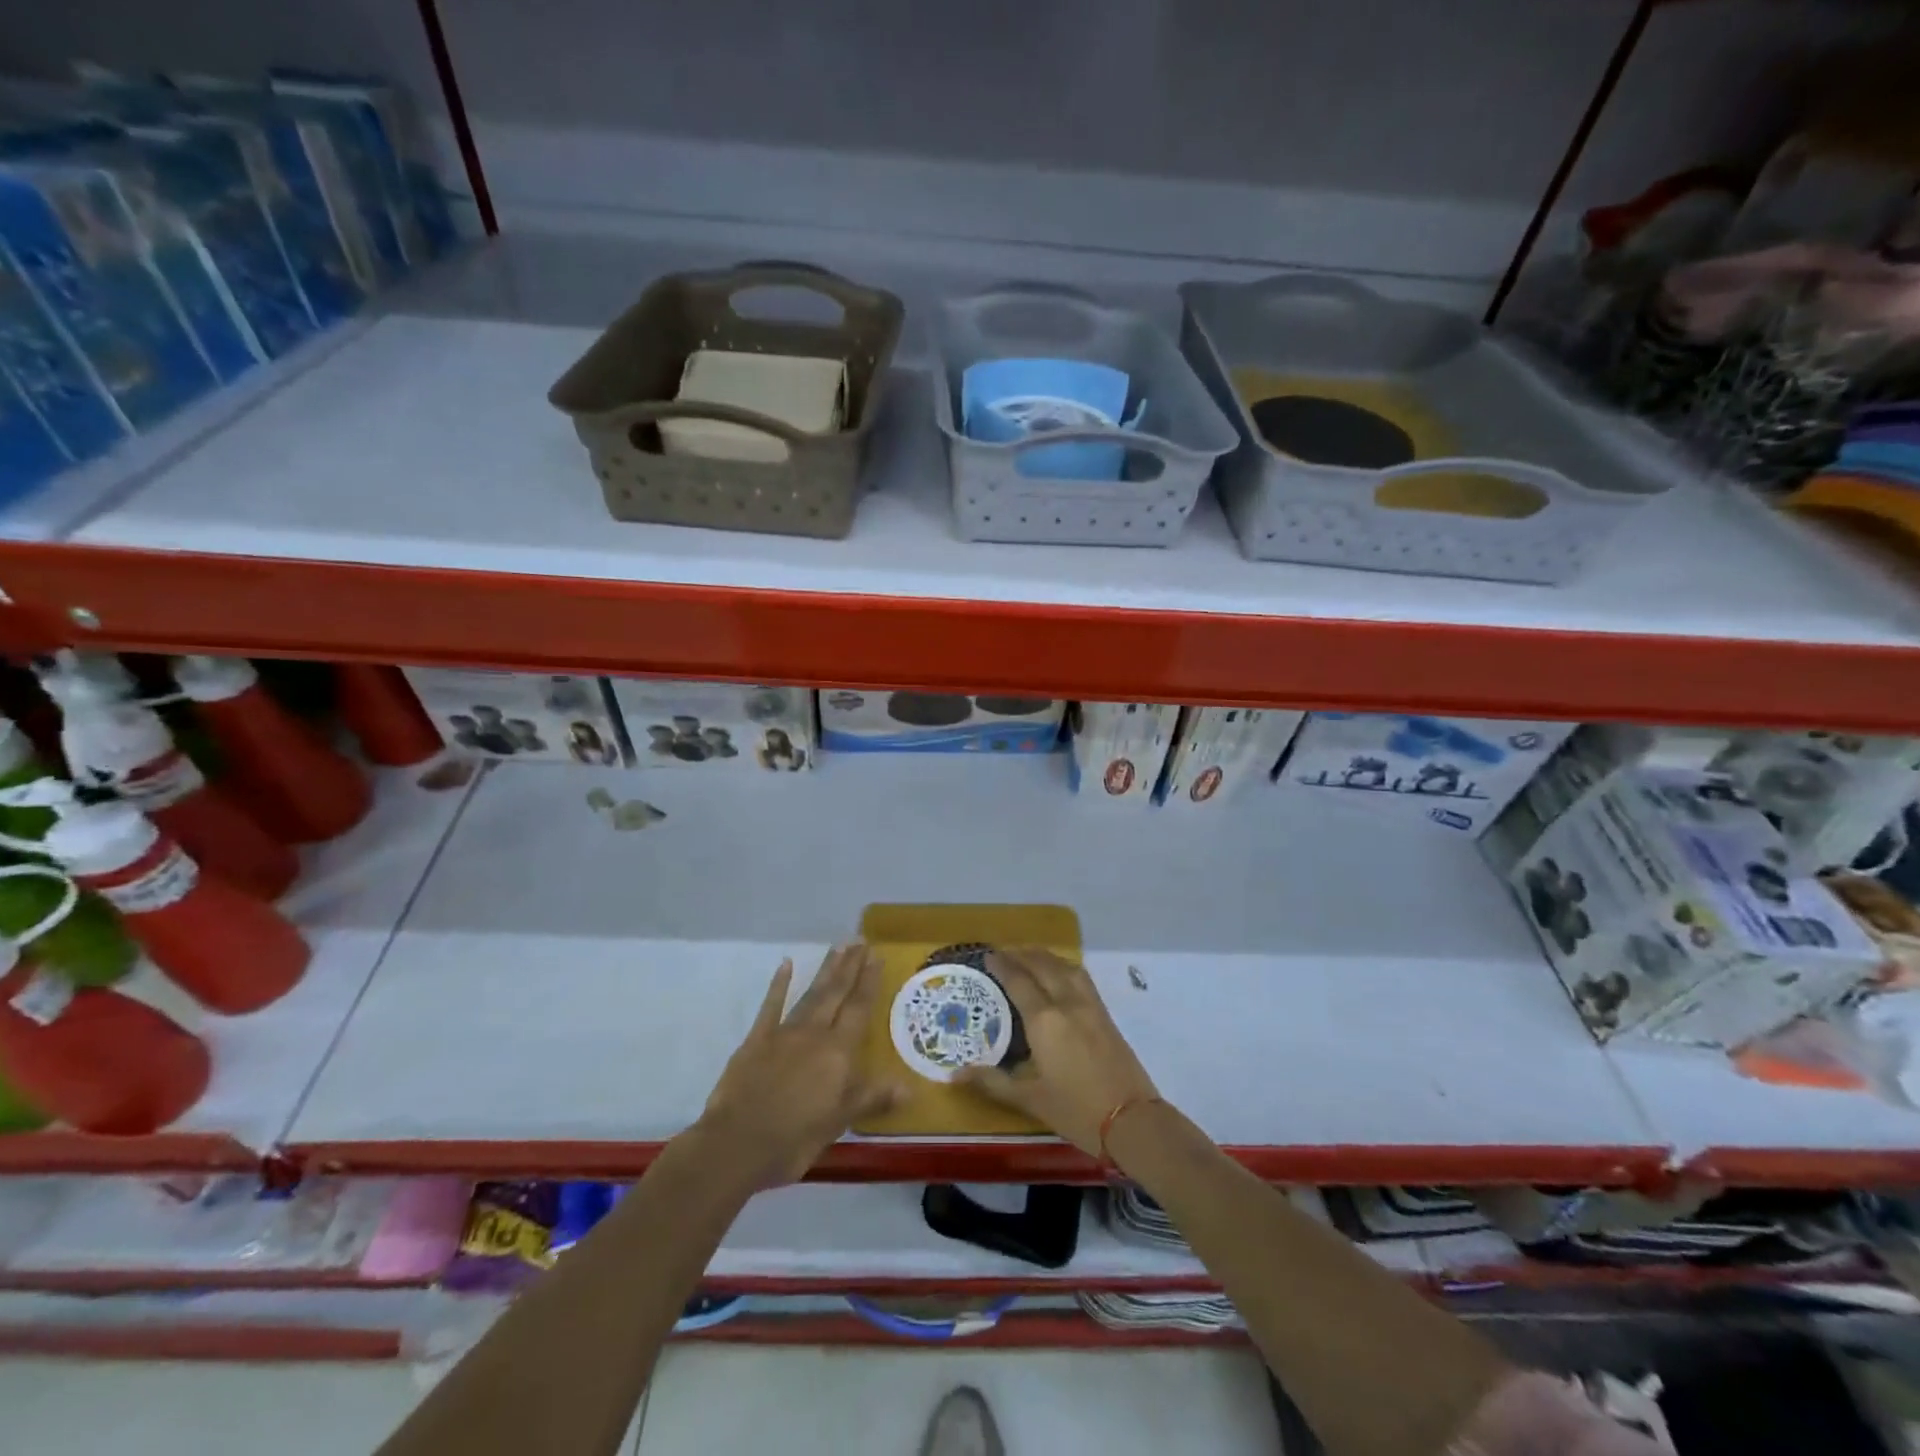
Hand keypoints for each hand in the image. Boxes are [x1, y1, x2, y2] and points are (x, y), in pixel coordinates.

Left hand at [697, 944, 901, 1185]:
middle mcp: (814, 1033)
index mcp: (837, 1052)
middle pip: (836, 993)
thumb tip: (909, 1086)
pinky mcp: (757, 1040)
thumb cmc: (795, 1137)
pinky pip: (771, 1006)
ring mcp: (784, 1033)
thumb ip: (872, 1098)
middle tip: (860, 940)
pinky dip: (779, 984)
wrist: (736, 1143)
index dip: (869, 982)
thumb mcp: (839, 1122)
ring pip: (810, 994)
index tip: (876, 956)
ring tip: (838, 947)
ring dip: (826, 970)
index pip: (859, 1009)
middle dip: (850, 966)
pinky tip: (786, 964)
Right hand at [957, 948, 1159, 1156]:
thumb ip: (993, 1082)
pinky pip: (1081, 977)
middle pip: (1043, 966)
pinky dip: (1065, 967)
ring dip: (1045, 957)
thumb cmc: (1076, 1111)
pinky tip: (1060, 974)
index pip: (1019, 981)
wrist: (1133, 1121)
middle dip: (1022, 955)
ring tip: (1030, 957)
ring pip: (1065, 967)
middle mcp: (1067, 1003)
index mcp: (1044, 1020)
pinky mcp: (1106, 1014)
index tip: (988, 955)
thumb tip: (955, 1074)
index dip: (1003, 966)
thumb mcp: (1030, 1099)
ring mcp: (1090, 1006)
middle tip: (1004, 952)